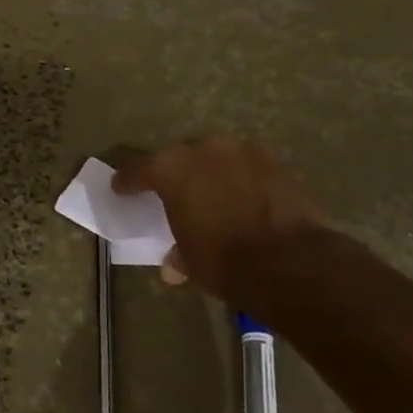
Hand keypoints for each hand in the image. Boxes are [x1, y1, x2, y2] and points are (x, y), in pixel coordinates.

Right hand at [109, 136, 327, 301]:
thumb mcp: (190, 260)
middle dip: (173, 173)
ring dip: (209, 172)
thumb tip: (173, 263)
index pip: (138, 169)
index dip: (127, 180)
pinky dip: (239, 178)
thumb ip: (177, 252)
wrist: (291, 262)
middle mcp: (203, 149)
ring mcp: (241, 150)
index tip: (121, 188)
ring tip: (210, 194)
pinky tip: (241, 198)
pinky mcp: (273, 161)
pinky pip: (244, 165)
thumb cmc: (224, 261)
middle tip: (171, 192)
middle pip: (178, 156)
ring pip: (215, 156)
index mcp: (170, 169)